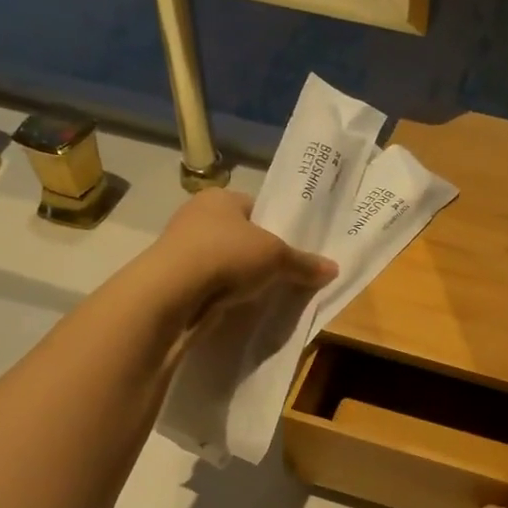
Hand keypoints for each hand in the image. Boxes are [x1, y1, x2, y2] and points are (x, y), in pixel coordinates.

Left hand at [147, 188, 336, 322]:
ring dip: (241, 279)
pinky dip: (224, 296)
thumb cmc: (226, 256)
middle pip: (239, 237)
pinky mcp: (176, 281)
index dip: (276, 227)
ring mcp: (182, 250)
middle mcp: (196, 217)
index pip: (255, 208)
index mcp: (219, 197)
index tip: (292, 252)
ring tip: (266, 297)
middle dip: (259, 257)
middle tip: (285, 277)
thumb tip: (334, 269)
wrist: (173, 293)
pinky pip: (211, 286)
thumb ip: (304, 263)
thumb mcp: (276, 257)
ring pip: (224, 263)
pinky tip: (240, 309)